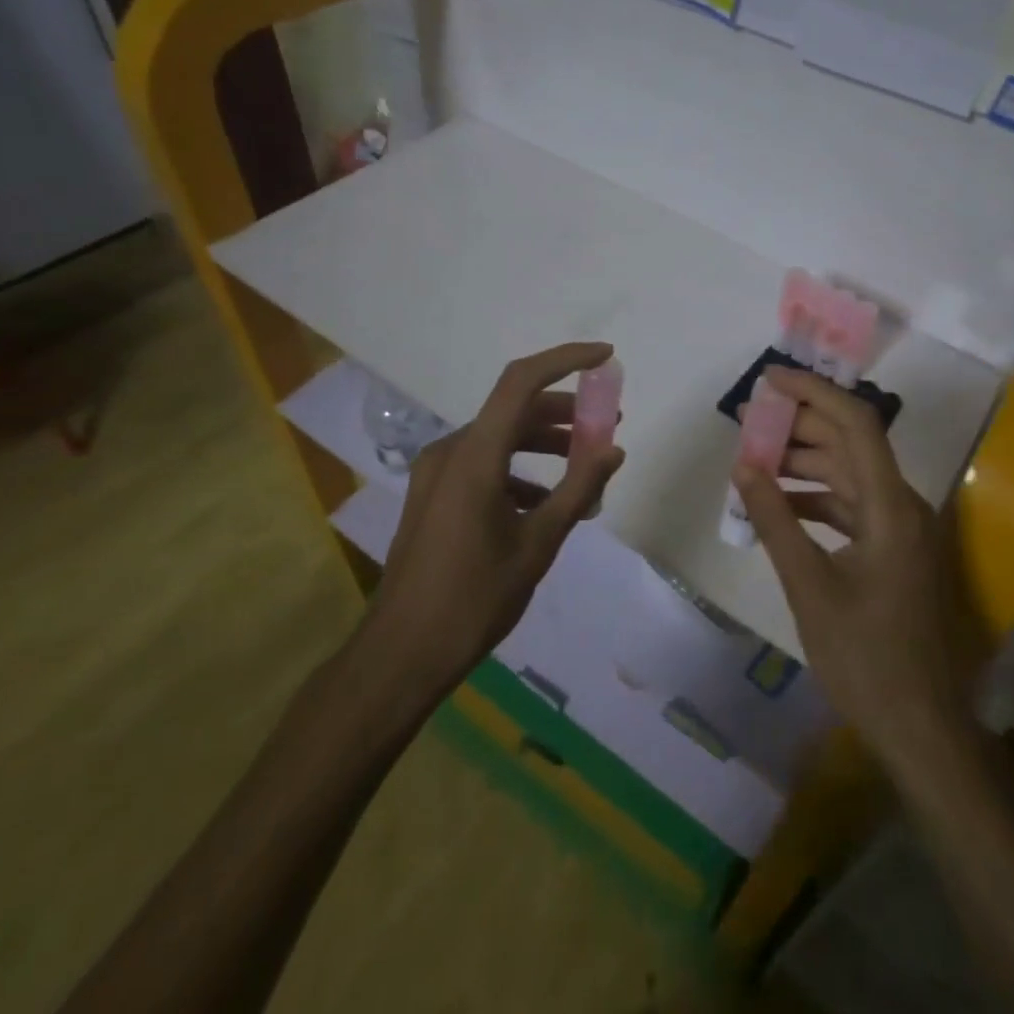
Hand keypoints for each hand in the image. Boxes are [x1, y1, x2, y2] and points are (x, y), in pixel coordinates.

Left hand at [351, 343, 624, 703]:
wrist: (400, 655)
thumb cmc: (474, 598)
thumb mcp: (538, 544)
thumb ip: (579, 489)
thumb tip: (613, 449)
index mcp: (475, 456)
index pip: (522, 381)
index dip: (566, 359)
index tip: (605, 357)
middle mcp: (451, 451)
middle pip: (515, 410)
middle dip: (565, 413)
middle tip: (606, 426)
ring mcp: (436, 473)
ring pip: (500, 438)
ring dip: (544, 444)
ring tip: (584, 468)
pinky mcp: (433, 495)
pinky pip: (483, 465)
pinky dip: (519, 471)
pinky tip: (544, 504)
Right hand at [734, 367, 985, 773]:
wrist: (920, 728)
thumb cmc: (865, 659)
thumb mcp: (810, 587)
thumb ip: (776, 520)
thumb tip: (743, 467)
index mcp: (892, 506)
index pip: (856, 423)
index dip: (814, 392)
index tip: (769, 380)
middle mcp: (902, 505)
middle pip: (851, 443)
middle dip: (799, 426)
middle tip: (747, 423)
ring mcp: (900, 529)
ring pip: (848, 474)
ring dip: (803, 463)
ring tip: (752, 462)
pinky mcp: (892, 550)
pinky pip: (850, 506)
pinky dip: (815, 498)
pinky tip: (778, 506)